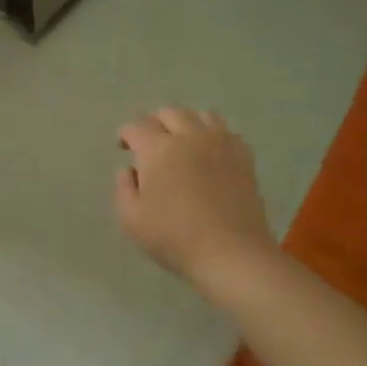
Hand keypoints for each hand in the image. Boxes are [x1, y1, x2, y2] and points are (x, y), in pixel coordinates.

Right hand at [115, 108, 277, 297]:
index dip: (125, 135)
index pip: (136, 127)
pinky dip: (213, 136)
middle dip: (155, 124)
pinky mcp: (243, 157)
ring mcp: (220, 143)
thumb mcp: (131, 219)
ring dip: (186, 124)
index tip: (123, 147)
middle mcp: (189, 136)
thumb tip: (129, 170)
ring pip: (201, 115)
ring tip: (182, 143)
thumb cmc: (174, 237)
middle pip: (169, 112)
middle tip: (150, 144)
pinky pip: (226, 132)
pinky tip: (210, 154)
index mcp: (158, 149)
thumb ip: (123, 188)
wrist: (231, 253)